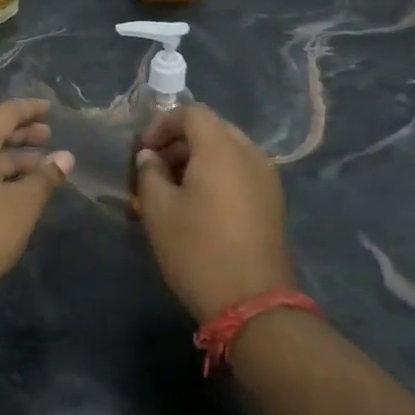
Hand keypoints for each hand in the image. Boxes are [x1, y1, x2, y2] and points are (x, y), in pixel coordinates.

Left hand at [0, 99, 74, 305]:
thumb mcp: (22, 206)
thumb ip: (45, 178)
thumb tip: (65, 157)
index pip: (3, 114)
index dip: (29, 110)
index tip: (50, 110)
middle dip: (20, 136)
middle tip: (48, 139)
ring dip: (8, 160)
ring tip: (37, 169)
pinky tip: (11, 191)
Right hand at [134, 104, 297, 323]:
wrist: (252, 301)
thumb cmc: (197, 250)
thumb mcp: (159, 211)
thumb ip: (149, 173)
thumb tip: (150, 156)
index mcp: (222, 149)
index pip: (192, 113)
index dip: (162, 125)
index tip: (142, 151)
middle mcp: (250, 154)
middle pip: (212, 129)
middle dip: (179, 142)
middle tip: (153, 168)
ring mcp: (266, 178)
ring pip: (228, 151)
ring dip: (197, 159)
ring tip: (172, 188)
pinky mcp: (272, 201)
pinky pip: (240, 171)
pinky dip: (217, 175)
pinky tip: (198, 204)